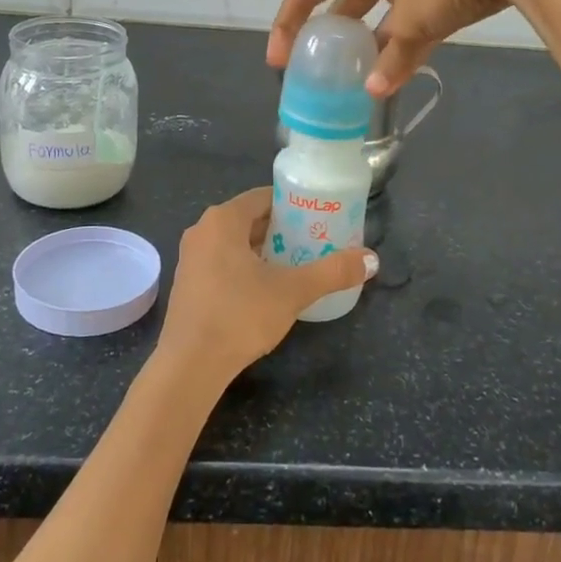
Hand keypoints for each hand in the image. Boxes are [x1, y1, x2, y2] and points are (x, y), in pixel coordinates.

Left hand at [156, 188, 377, 387]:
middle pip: (249, 218)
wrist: (190, 365)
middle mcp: (202, 230)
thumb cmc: (240, 315)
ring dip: (263, 249)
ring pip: (235, 242)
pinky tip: (266, 287)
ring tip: (296, 263)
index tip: (318, 216)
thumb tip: (372, 260)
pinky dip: (245, 266)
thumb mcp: (293, 291)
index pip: (263, 197)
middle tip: (313, 241)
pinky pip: (222, 261)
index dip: (293, 204)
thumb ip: (332, 272)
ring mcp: (191, 257)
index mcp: (223, 219)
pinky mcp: (188, 283)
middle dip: (281, 228)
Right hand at [268, 0, 560, 93]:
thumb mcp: (413, 20)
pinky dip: (401, 42)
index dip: (288, 23)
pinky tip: (397, 70)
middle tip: (318, 68)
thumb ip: (393, 57)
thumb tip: (374, 91)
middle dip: (330, 34)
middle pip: (341, 1)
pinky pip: (408, 17)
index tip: (280, 59)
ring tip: (357, 76)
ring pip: (378, 13)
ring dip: (369, 43)